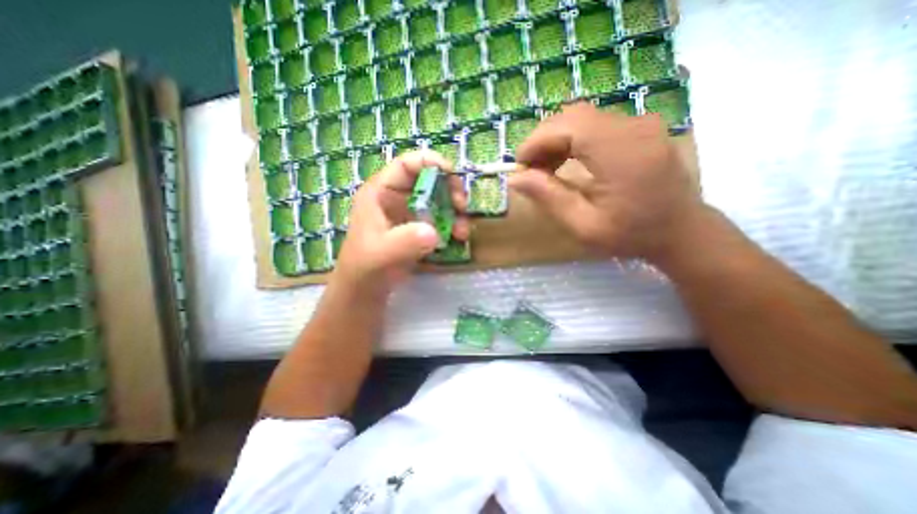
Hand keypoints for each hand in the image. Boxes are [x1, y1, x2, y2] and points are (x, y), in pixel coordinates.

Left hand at [333, 149, 467, 292]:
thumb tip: (434, 233)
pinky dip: (452, 225)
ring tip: (461, 233)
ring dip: (455, 212)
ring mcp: (409, 213)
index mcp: (381, 192)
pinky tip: (457, 239)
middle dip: (450, 190)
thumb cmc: (365, 268)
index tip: (452, 175)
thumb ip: (404, 242)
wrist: (366, 290)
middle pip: (429, 180)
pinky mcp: (419, 227)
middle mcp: (397, 198)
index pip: (406, 165)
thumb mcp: (381, 255)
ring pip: (438, 200)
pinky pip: (441, 218)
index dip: (430, 162)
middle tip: (462, 207)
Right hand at [513, 103, 699, 262]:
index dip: (535, 142)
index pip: (566, 126)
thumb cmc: (631, 235)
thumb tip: (515, 178)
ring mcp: (640, 123)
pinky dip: (573, 139)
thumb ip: (548, 197)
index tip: (519, 167)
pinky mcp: (640, 127)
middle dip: (542, 140)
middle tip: (530, 171)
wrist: (681, 231)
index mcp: (620, 152)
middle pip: (572, 116)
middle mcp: (633, 126)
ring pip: (582, 118)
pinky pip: (596, 124)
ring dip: (556, 140)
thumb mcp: (583, 225)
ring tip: (546, 169)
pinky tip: (567, 161)